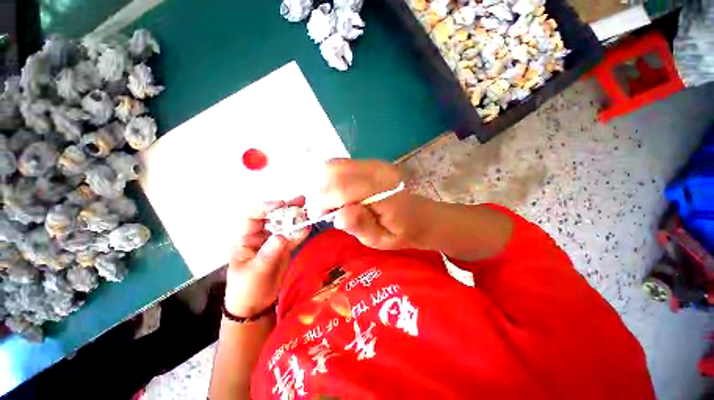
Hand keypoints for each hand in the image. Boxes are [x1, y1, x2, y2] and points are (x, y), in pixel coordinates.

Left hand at [224, 198, 309, 316]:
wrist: (255, 305)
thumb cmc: (246, 288)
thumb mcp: (255, 271)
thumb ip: (269, 252)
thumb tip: (282, 236)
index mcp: (246, 238)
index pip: (253, 217)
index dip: (266, 208)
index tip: (281, 203)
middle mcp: (260, 236)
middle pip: (273, 218)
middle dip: (286, 209)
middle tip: (301, 201)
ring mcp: (274, 242)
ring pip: (285, 227)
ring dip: (296, 218)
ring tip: (308, 210)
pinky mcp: (285, 249)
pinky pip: (293, 239)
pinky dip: (300, 234)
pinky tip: (308, 228)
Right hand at [311, 159, 435, 249]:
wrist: (420, 216)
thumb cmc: (400, 232)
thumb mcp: (380, 240)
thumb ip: (360, 226)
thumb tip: (338, 215)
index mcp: (384, 193)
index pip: (342, 189)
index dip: (323, 201)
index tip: (318, 216)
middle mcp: (378, 172)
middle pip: (335, 170)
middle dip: (320, 190)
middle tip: (322, 210)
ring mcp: (375, 164)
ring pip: (335, 164)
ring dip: (324, 183)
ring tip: (329, 202)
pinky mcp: (371, 163)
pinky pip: (342, 164)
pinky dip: (332, 178)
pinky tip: (338, 193)